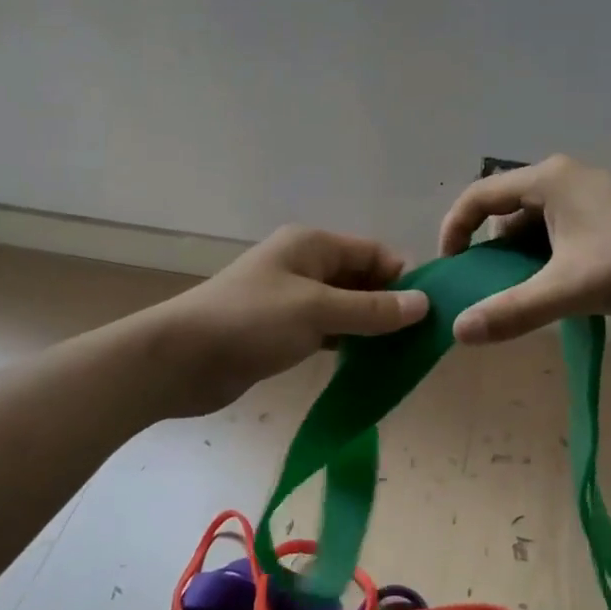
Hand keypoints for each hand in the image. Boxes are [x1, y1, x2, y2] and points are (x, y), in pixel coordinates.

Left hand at [150, 225, 428, 414]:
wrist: (179, 360)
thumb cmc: (250, 322)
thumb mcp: (317, 311)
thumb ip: (372, 309)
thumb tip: (424, 304)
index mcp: (312, 245)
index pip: (373, 252)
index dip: (403, 278)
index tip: (431, 312)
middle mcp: (304, 265)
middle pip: (360, 279)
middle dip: (390, 305)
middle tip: (421, 340)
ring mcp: (291, 299)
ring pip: (344, 307)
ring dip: (370, 327)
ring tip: (402, 355)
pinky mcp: (281, 330)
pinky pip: (326, 330)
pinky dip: (347, 343)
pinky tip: (367, 364)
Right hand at [438, 155, 610, 343]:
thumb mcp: (571, 288)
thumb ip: (513, 310)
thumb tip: (459, 331)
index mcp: (548, 180)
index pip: (478, 195)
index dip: (455, 229)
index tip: (451, 269)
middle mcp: (565, 180)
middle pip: (506, 212)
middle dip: (490, 252)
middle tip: (485, 292)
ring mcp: (592, 198)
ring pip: (536, 228)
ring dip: (522, 261)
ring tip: (521, 300)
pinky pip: (562, 236)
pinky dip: (549, 262)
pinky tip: (559, 294)